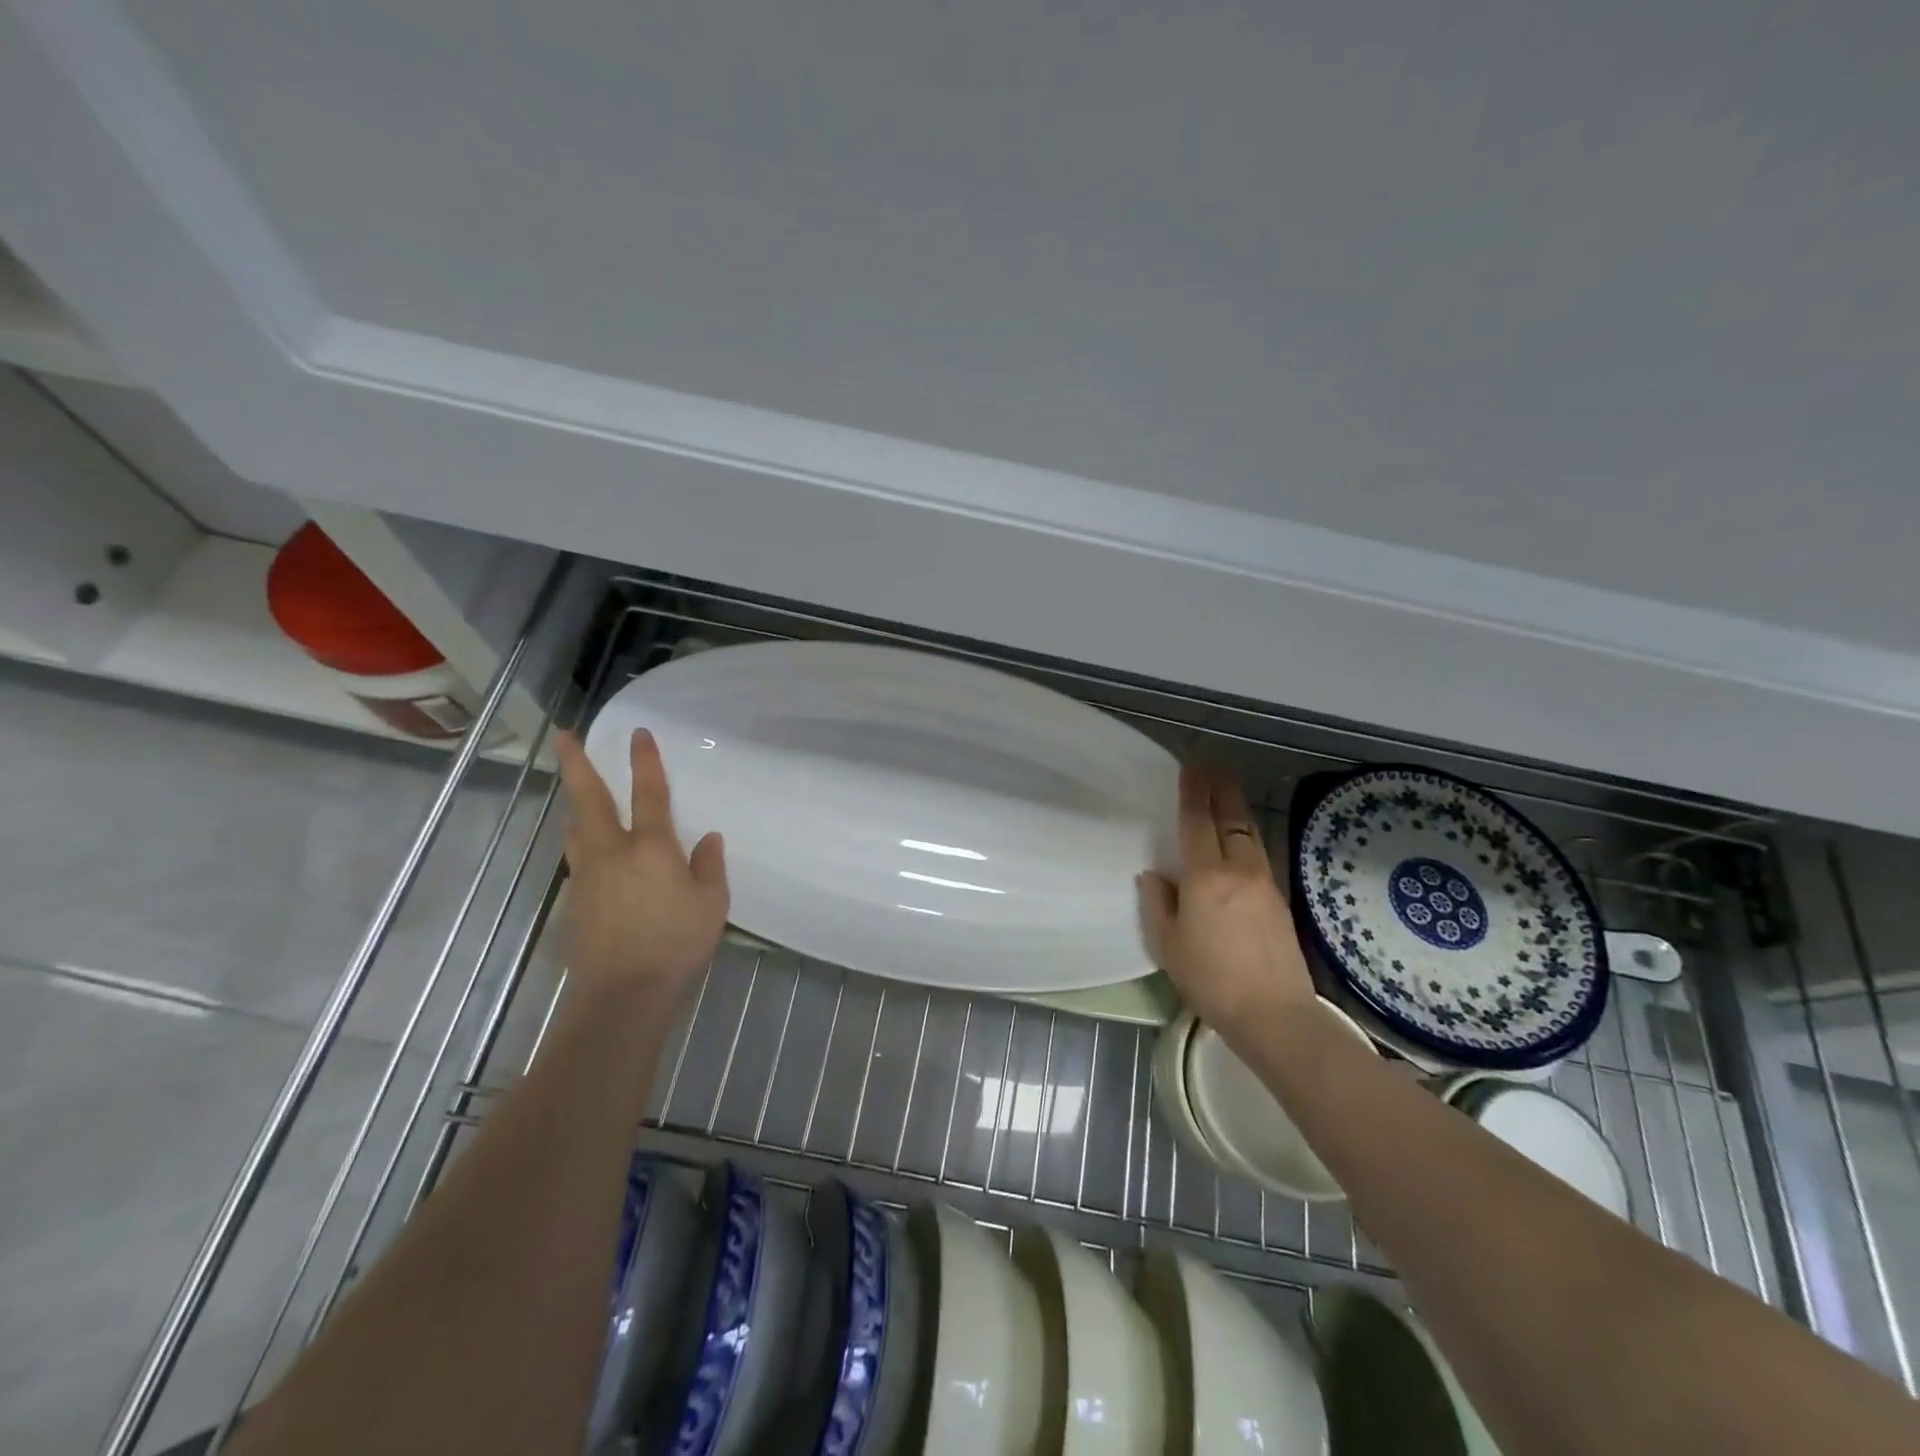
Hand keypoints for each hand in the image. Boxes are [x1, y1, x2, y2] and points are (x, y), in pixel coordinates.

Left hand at [554, 727, 728, 1004]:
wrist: (622, 995)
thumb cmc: (676, 945)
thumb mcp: (711, 904)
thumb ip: (709, 866)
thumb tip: (707, 838)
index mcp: (651, 848)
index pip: (649, 793)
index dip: (645, 761)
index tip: (638, 734)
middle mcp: (613, 852)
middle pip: (590, 799)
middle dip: (577, 764)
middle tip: (563, 737)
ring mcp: (588, 877)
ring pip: (576, 829)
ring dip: (574, 806)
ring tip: (573, 795)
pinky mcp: (575, 902)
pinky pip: (577, 860)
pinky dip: (581, 844)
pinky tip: (589, 853)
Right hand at [1138, 764, 1316, 1030]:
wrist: (1274, 1014)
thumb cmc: (1211, 980)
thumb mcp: (1168, 945)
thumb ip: (1158, 904)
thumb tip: (1156, 876)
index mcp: (1206, 877)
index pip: (1198, 823)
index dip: (1193, 792)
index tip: (1190, 767)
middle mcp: (1239, 870)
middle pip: (1231, 818)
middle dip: (1221, 788)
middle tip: (1213, 765)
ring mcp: (1265, 882)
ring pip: (1250, 833)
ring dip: (1237, 807)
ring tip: (1227, 790)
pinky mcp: (1280, 899)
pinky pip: (1259, 853)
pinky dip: (1247, 833)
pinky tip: (1241, 836)